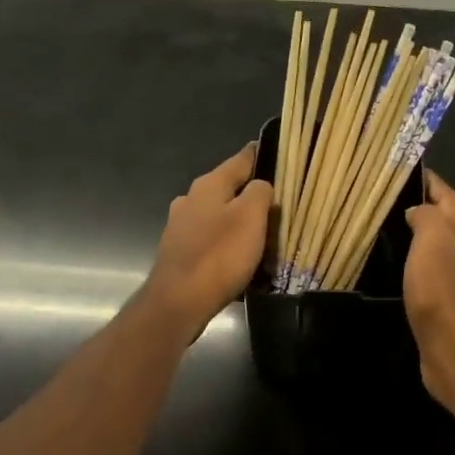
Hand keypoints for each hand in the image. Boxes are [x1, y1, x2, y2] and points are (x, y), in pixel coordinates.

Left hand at [145, 144, 272, 336]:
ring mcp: (180, 227)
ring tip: (260, 232)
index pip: (240, 160)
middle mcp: (190, 200)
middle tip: (276, 202)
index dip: (258, 155)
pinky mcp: (179, 252)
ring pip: (217, 214)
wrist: (178, 302)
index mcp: (209, 185)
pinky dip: (225, 242)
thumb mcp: (251, 217)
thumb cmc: (219, 255)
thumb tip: (261, 185)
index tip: (274, 151)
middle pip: (227, 188)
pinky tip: (237, 256)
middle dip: (249, 192)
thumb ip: (260, 192)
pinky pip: (209, 239)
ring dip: (236, 220)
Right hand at [404, 170, 454, 412]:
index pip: (450, 199)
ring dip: (423, 239)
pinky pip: (434, 276)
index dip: (434, 183)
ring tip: (394, 233)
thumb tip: (419, 210)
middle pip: (450, 223)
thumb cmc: (441, 289)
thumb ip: (427, 218)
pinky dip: (420, 266)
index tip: (412, 170)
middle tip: (396, 201)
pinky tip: (403, 273)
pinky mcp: (449, 308)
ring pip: (443, 250)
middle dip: (429, 208)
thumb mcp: (433, 241)